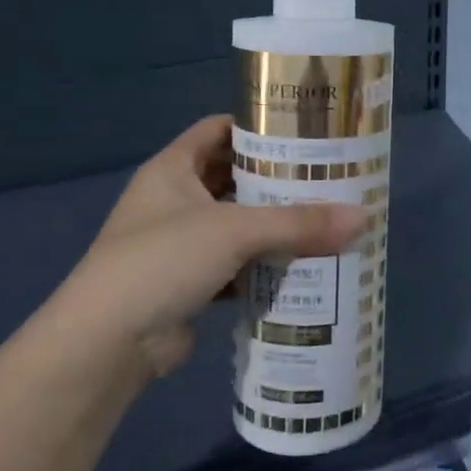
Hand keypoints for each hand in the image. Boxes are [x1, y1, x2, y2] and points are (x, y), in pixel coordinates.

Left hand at [38, 115, 362, 377]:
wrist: (107, 344)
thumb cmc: (161, 261)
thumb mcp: (233, 231)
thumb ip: (298, 223)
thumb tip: (363, 217)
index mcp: (173, 170)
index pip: (219, 130)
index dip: (259, 126)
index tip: (306, 130)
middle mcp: (175, 201)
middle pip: (235, 178)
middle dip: (278, 179)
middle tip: (330, 178)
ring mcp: (181, 244)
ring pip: (239, 224)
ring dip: (276, 225)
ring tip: (328, 219)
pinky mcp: (191, 283)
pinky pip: (238, 265)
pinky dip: (266, 266)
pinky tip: (304, 266)